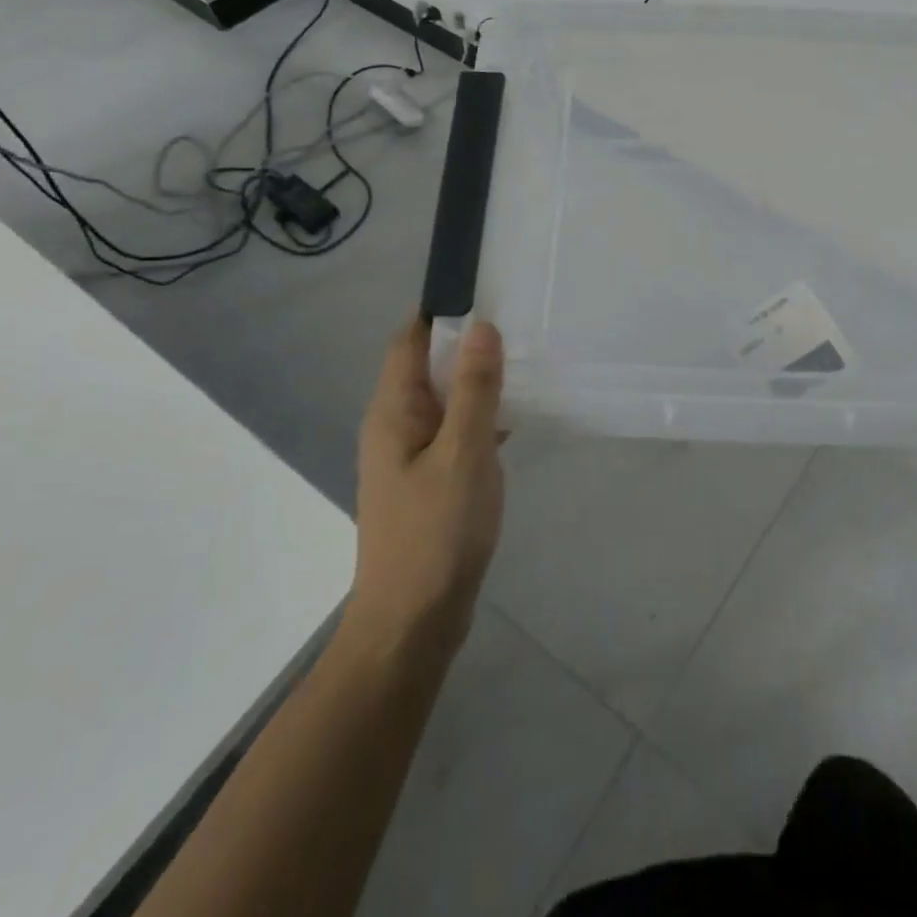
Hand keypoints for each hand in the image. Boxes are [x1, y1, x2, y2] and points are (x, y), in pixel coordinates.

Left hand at [342, 318, 505, 665]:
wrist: (412, 622)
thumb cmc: (436, 532)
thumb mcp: (464, 452)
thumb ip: (473, 389)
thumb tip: (480, 326)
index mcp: (393, 411)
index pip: (408, 340)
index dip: (441, 312)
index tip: (487, 293)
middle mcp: (394, 425)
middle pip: (425, 365)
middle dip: (466, 343)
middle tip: (519, 327)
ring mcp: (409, 455)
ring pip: (443, 399)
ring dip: (475, 380)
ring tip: (524, 365)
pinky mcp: (427, 480)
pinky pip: (453, 430)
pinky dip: (479, 415)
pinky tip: (513, 419)